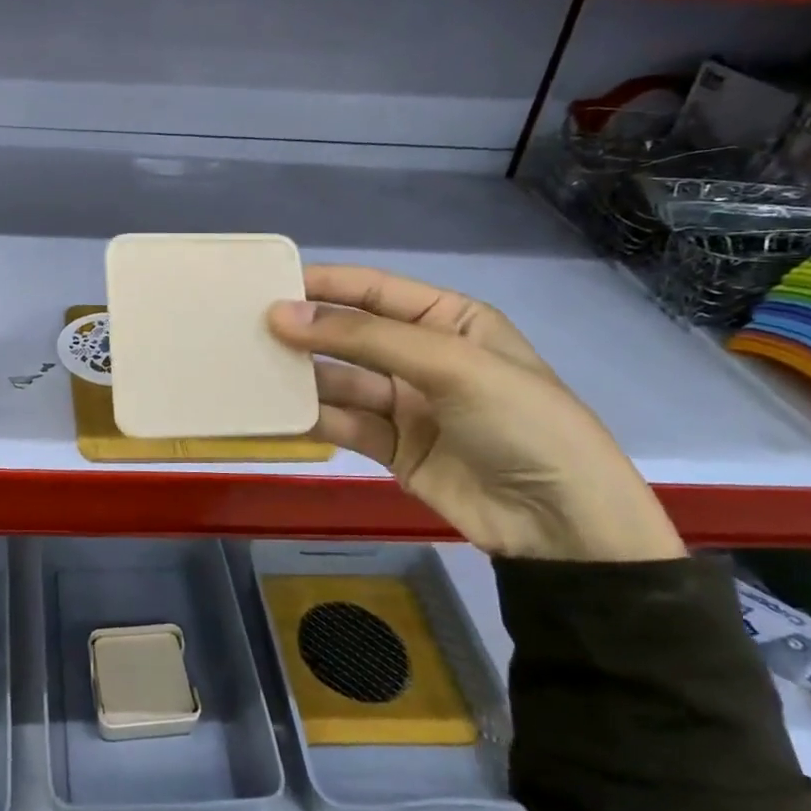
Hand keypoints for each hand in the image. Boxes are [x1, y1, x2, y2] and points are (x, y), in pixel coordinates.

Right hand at [267, 266, 682, 563]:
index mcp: (448, 320)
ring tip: (252, 371)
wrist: (562, 525)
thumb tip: (282, 315)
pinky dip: (313, 418)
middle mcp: (423, 356)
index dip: (324, 286)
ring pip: (341, 381)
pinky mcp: (393, 448)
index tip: (269, 285)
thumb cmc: (520, 422)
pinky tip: (276, 413)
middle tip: (247, 330)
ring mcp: (407, 404)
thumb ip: (365, 337)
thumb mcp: (450, 365)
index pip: (374, 291)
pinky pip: (344, 423)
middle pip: (351, 335)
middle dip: (306, 332)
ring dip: (302, 377)